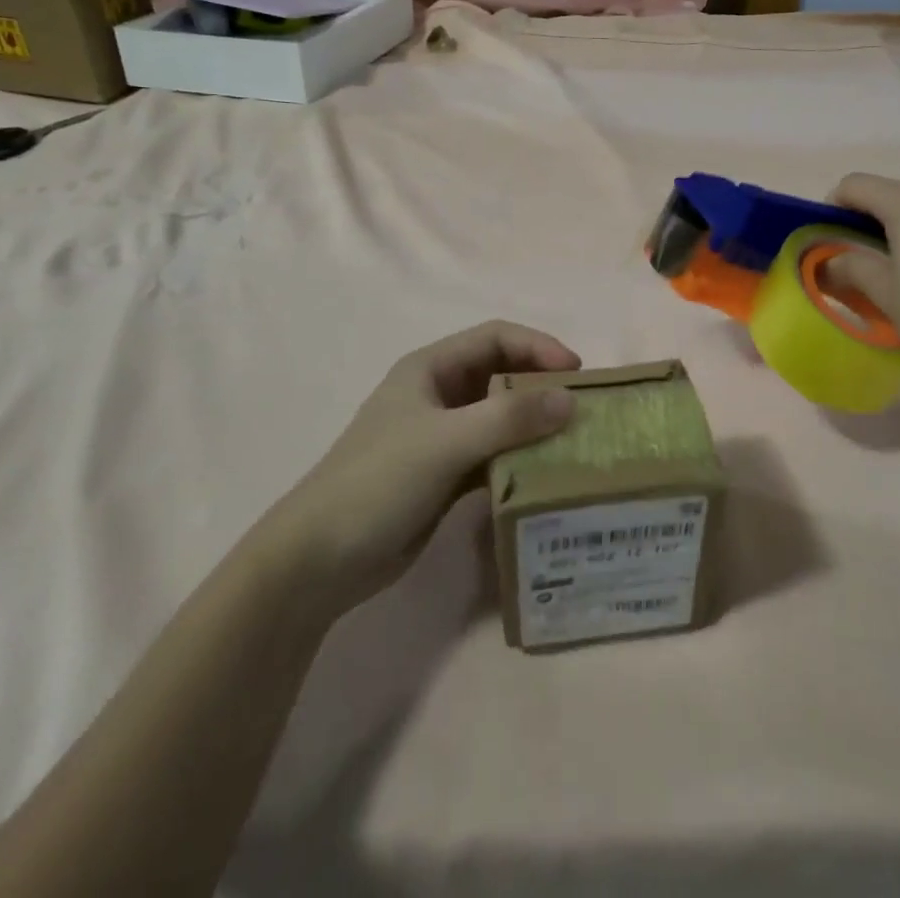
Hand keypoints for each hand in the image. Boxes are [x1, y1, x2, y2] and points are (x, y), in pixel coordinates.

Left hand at [271, 321, 580, 607]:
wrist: (317, 561)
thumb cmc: (378, 482)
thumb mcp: (445, 442)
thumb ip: (508, 419)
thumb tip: (570, 400)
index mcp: (431, 369)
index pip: (495, 338)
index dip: (537, 347)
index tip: (576, 373)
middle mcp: (439, 395)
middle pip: (501, 376)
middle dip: (541, 386)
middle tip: (582, 408)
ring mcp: (442, 437)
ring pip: (500, 419)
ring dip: (534, 426)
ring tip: (574, 442)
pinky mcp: (445, 476)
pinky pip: (494, 456)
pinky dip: (520, 460)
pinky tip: (546, 476)